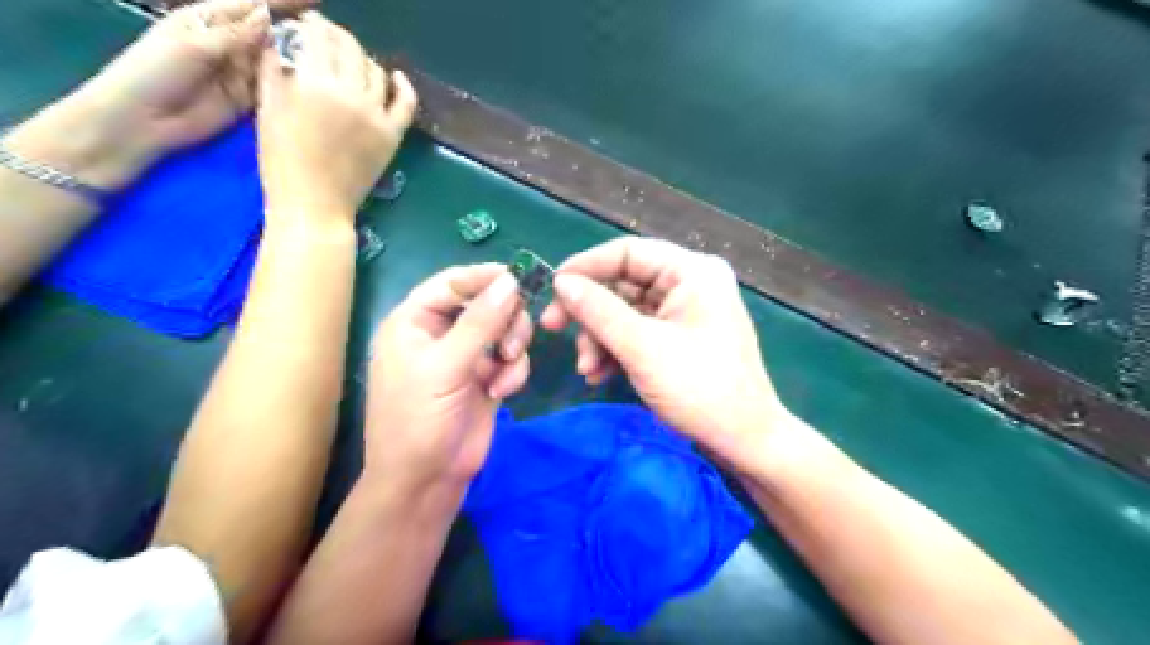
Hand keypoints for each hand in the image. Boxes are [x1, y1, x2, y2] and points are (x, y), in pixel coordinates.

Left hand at [2, 0, 311, 187]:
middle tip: (331, 37)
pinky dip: (291, 89)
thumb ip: (232, 34)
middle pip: (270, 33)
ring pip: (276, 62)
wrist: (141, 120)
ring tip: (331, 62)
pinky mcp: (248, 101)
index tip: (316, 0)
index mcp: (210, 20)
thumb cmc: (153, 72)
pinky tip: (315, 89)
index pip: (253, 5)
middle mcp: (230, 44)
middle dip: (298, 32)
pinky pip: (275, 91)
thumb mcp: (192, 45)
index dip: (284, 2)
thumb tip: (268, 17)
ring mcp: (240, 74)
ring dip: (299, 61)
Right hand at [256, 11, 419, 226]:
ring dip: (363, 60)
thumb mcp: (267, 108)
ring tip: (351, 61)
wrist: (315, 204)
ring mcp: (377, 115)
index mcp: (316, 82)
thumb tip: (280, 40)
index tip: (306, 25)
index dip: (313, 26)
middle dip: (336, 37)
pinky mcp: (392, 135)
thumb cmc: (282, 160)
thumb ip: (274, 69)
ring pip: (376, 73)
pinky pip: (405, 104)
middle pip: (350, 50)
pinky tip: (397, 77)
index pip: (319, 37)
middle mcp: (351, 92)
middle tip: (326, 39)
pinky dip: (404, 87)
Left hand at [364, 263, 534, 495]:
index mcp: (415, 321)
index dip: (485, 278)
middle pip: (486, 302)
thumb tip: (512, 280)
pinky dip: (514, 371)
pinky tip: (503, 391)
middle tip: (513, 342)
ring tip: (505, 371)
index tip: (521, 280)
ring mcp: (466, 355)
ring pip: (505, 328)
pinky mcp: (487, 377)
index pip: (453, 283)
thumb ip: (480, 322)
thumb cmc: (418, 419)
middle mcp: (441, 333)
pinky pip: (513, 357)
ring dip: (513, 347)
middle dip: (505, 320)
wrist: (426, 481)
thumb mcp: (445, 367)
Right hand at [545, 238, 785, 464]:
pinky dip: (615, 350)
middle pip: (624, 283)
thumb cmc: (699, 389)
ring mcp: (685, 312)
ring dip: (600, 338)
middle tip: (553, 330)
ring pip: (625, 311)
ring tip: (586, 369)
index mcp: (692, 272)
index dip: (586, 267)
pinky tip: (598, 375)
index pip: (628, 252)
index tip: (552, 289)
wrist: (744, 441)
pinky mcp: (680, 337)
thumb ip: (598, 311)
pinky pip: (637, 332)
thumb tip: (562, 282)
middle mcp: (690, 284)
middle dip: (590, 313)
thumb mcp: (642, 348)